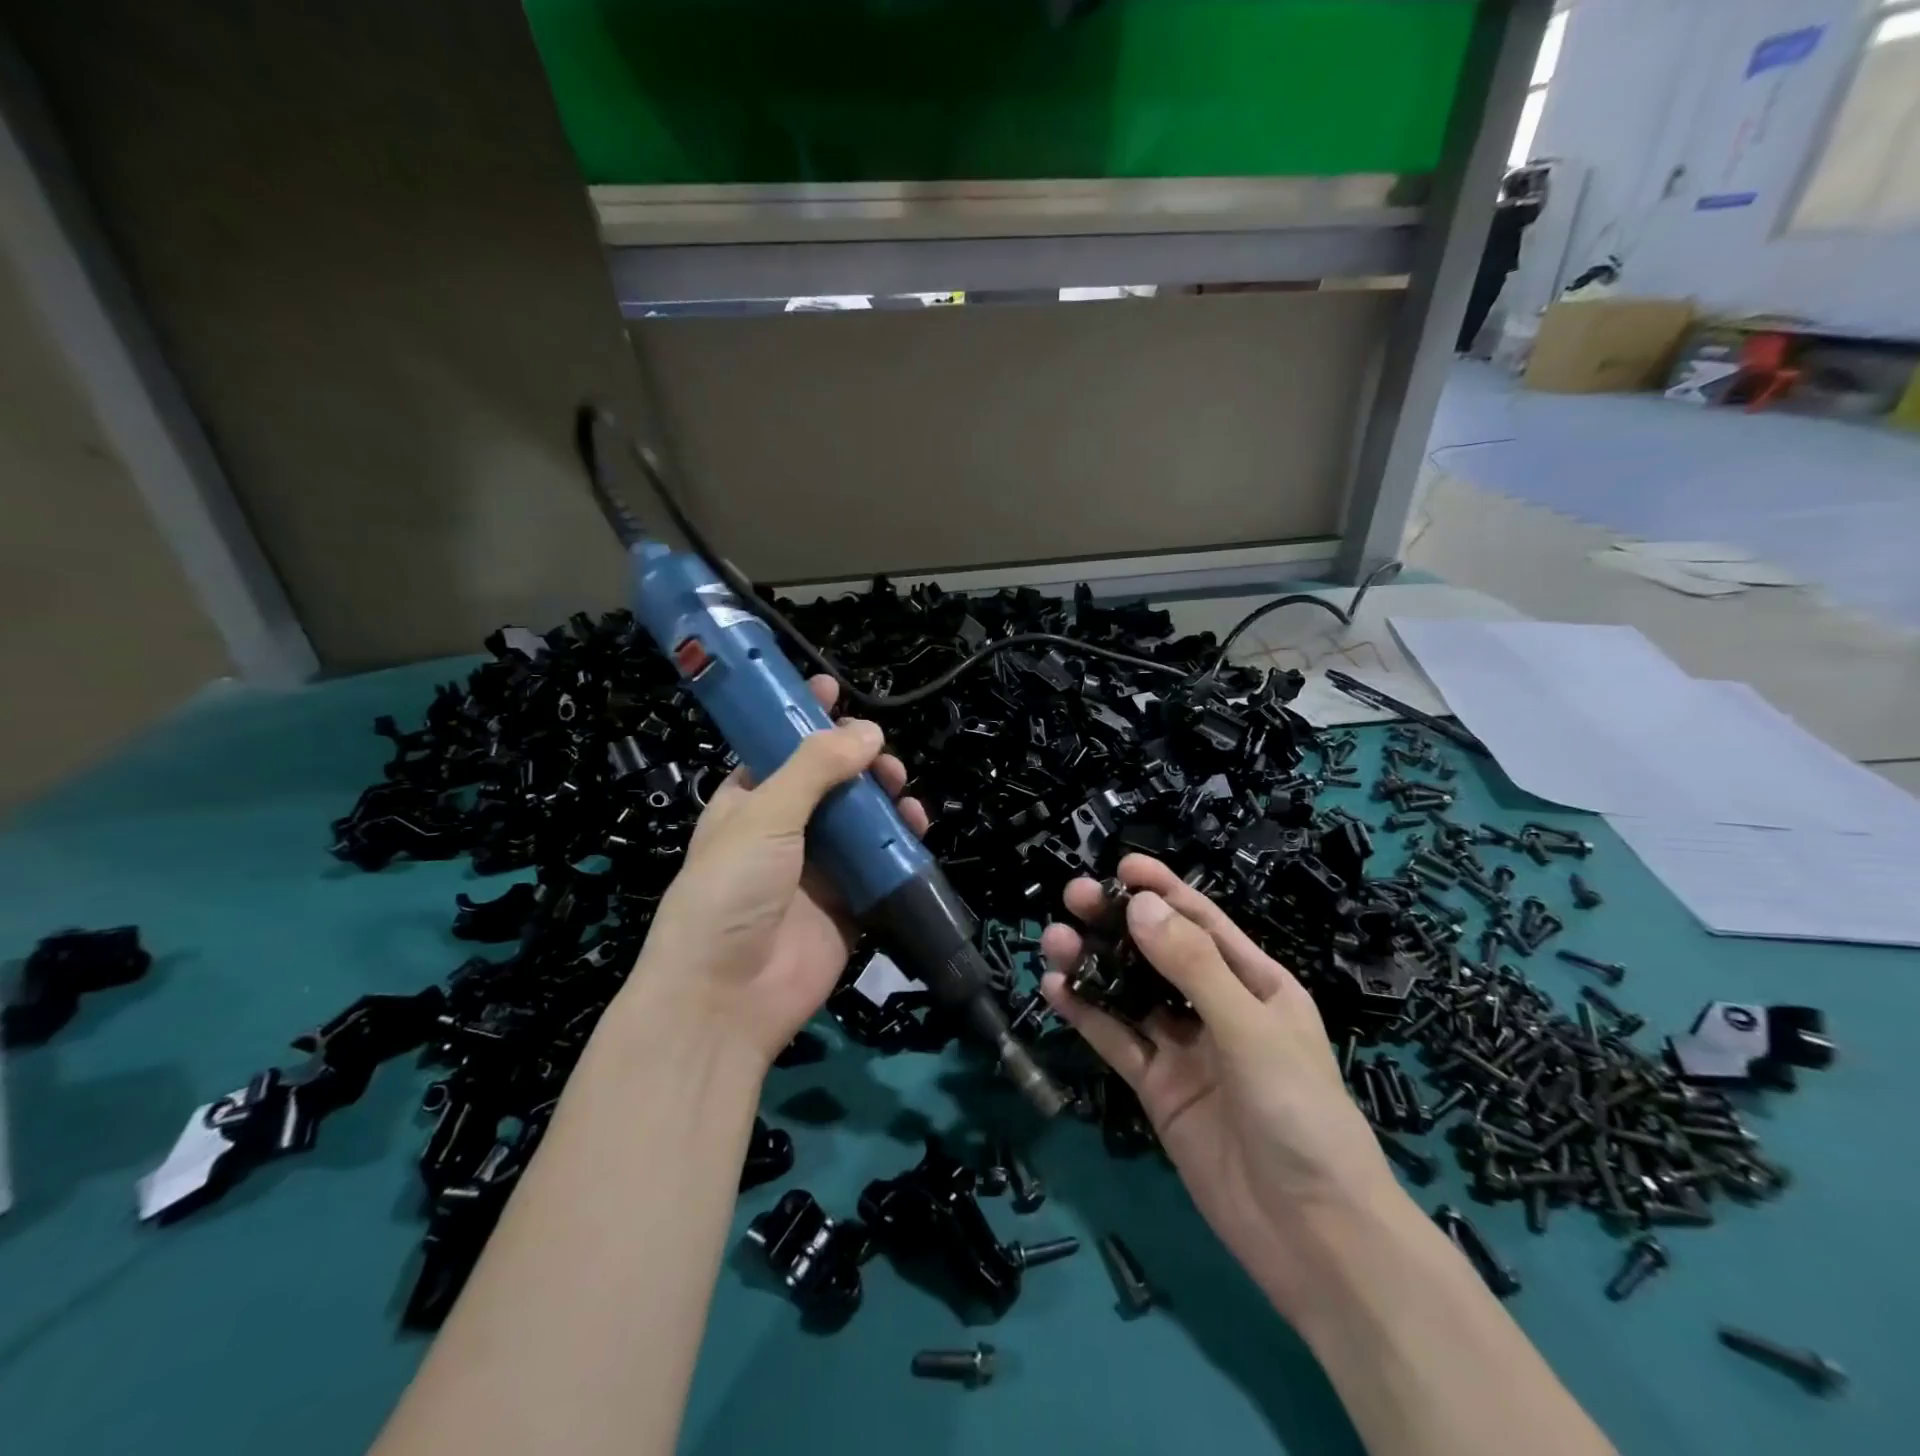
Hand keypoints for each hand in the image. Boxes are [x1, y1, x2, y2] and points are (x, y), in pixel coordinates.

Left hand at [624, 676, 927, 1060]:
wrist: (725, 996)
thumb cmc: (730, 889)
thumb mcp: (763, 814)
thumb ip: (815, 768)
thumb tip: (869, 731)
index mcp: (748, 803)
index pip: (779, 749)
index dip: (803, 720)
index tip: (832, 691)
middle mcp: (784, 832)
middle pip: (830, 783)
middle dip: (858, 762)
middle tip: (882, 755)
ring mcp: (818, 870)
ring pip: (861, 822)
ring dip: (884, 801)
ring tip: (902, 790)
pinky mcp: (848, 906)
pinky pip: (880, 867)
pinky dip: (900, 847)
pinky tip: (914, 830)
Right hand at [1040, 855, 1404, 1315]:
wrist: (1314, 1237)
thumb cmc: (1301, 1115)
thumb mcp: (1252, 1030)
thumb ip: (1193, 967)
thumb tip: (1139, 907)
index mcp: (1256, 983)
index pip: (1203, 922)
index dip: (1163, 890)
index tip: (1120, 867)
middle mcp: (1217, 1007)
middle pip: (1158, 952)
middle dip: (1117, 922)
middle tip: (1071, 897)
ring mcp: (1184, 1048)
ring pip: (1130, 993)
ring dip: (1093, 965)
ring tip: (1053, 941)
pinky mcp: (1158, 1088)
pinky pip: (1118, 1040)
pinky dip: (1087, 1015)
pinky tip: (1056, 991)